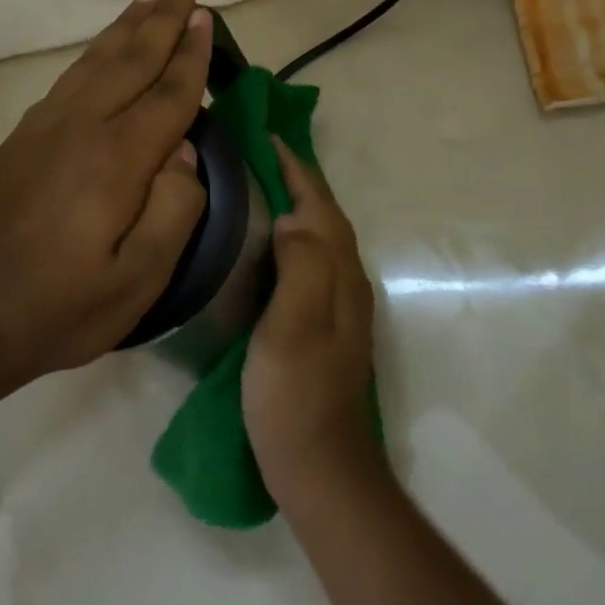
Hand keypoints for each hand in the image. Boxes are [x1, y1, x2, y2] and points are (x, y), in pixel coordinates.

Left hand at [0, 0, 212, 390]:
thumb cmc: (62, 307)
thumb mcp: (138, 281)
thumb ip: (174, 210)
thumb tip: (185, 151)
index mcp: (115, 160)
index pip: (168, 94)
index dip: (192, 55)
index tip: (207, 18)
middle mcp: (82, 125)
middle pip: (133, 59)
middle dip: (164, 18)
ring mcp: (48, 124)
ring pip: (99, 58)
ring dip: (130, 23)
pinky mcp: (26, 132)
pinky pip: (73, 74)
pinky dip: (98, 48)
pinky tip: (108, 43)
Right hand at [243, 139, 385, 503]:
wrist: (321, 468)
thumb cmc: (297, 394)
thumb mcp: (293, 326)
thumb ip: (302, 264)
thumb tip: (294, 218)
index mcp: (339, 272)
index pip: (319, 203)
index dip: (294, 167)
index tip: (265, 136)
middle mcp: (347, 279)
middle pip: (324, 213)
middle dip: (296, 177)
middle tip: (257, 152)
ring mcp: (340, 303)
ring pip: (319, 235)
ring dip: (296, 202)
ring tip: (260, 184)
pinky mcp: (327, 322)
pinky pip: (311, 257)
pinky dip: (293, 233)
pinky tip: (269, 242)